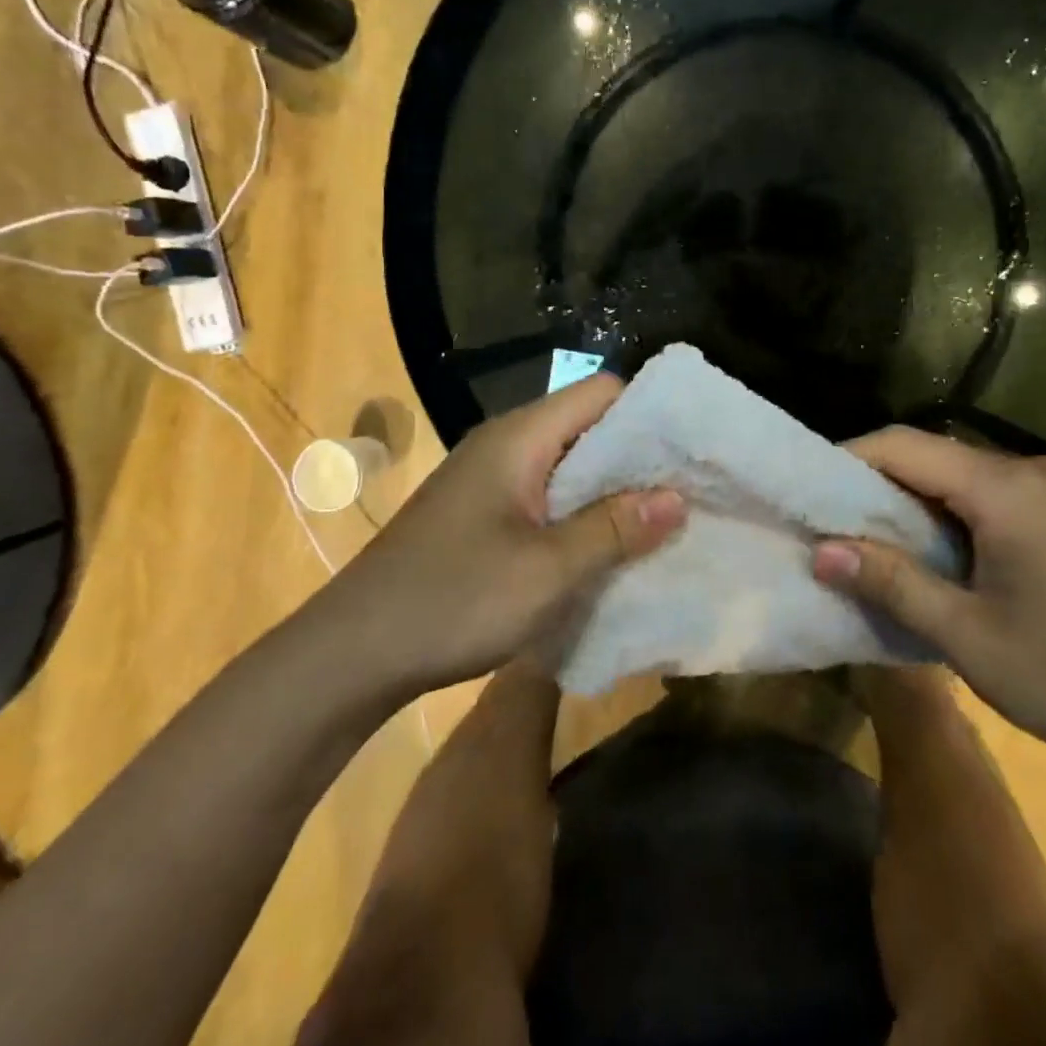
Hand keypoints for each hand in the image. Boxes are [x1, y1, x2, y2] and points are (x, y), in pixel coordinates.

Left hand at [334, 375, 685, 693]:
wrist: (351, 653)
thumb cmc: (454, 600)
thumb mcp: (548, 570)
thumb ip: (614, 527)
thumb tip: (677, 496)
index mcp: (520, 438)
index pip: (601, 392)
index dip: (650, 413)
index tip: (693, 448)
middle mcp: (505, 444)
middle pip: (587, 426)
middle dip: (639, 457)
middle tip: (690, 491)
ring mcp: (490, 480)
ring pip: (568, 465)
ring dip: (611, 491)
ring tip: (661, 521)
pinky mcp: (482, 513)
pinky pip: (546, 496)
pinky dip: (580, 513)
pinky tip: (606, 547)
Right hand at [812, 428, 1045, 775]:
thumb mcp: (972, 638)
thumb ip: (893, 584)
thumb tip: (821, 549)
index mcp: (1002, 487)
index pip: (900, 445)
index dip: (843, 460)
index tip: (802, 493)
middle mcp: (1027, 473)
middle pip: (927, 456)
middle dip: (870, 486)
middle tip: (824, 525)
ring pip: (956, 479)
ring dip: (908, 506)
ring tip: (866, 545)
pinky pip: (987, 500)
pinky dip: (946, 520)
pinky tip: (932, 560)